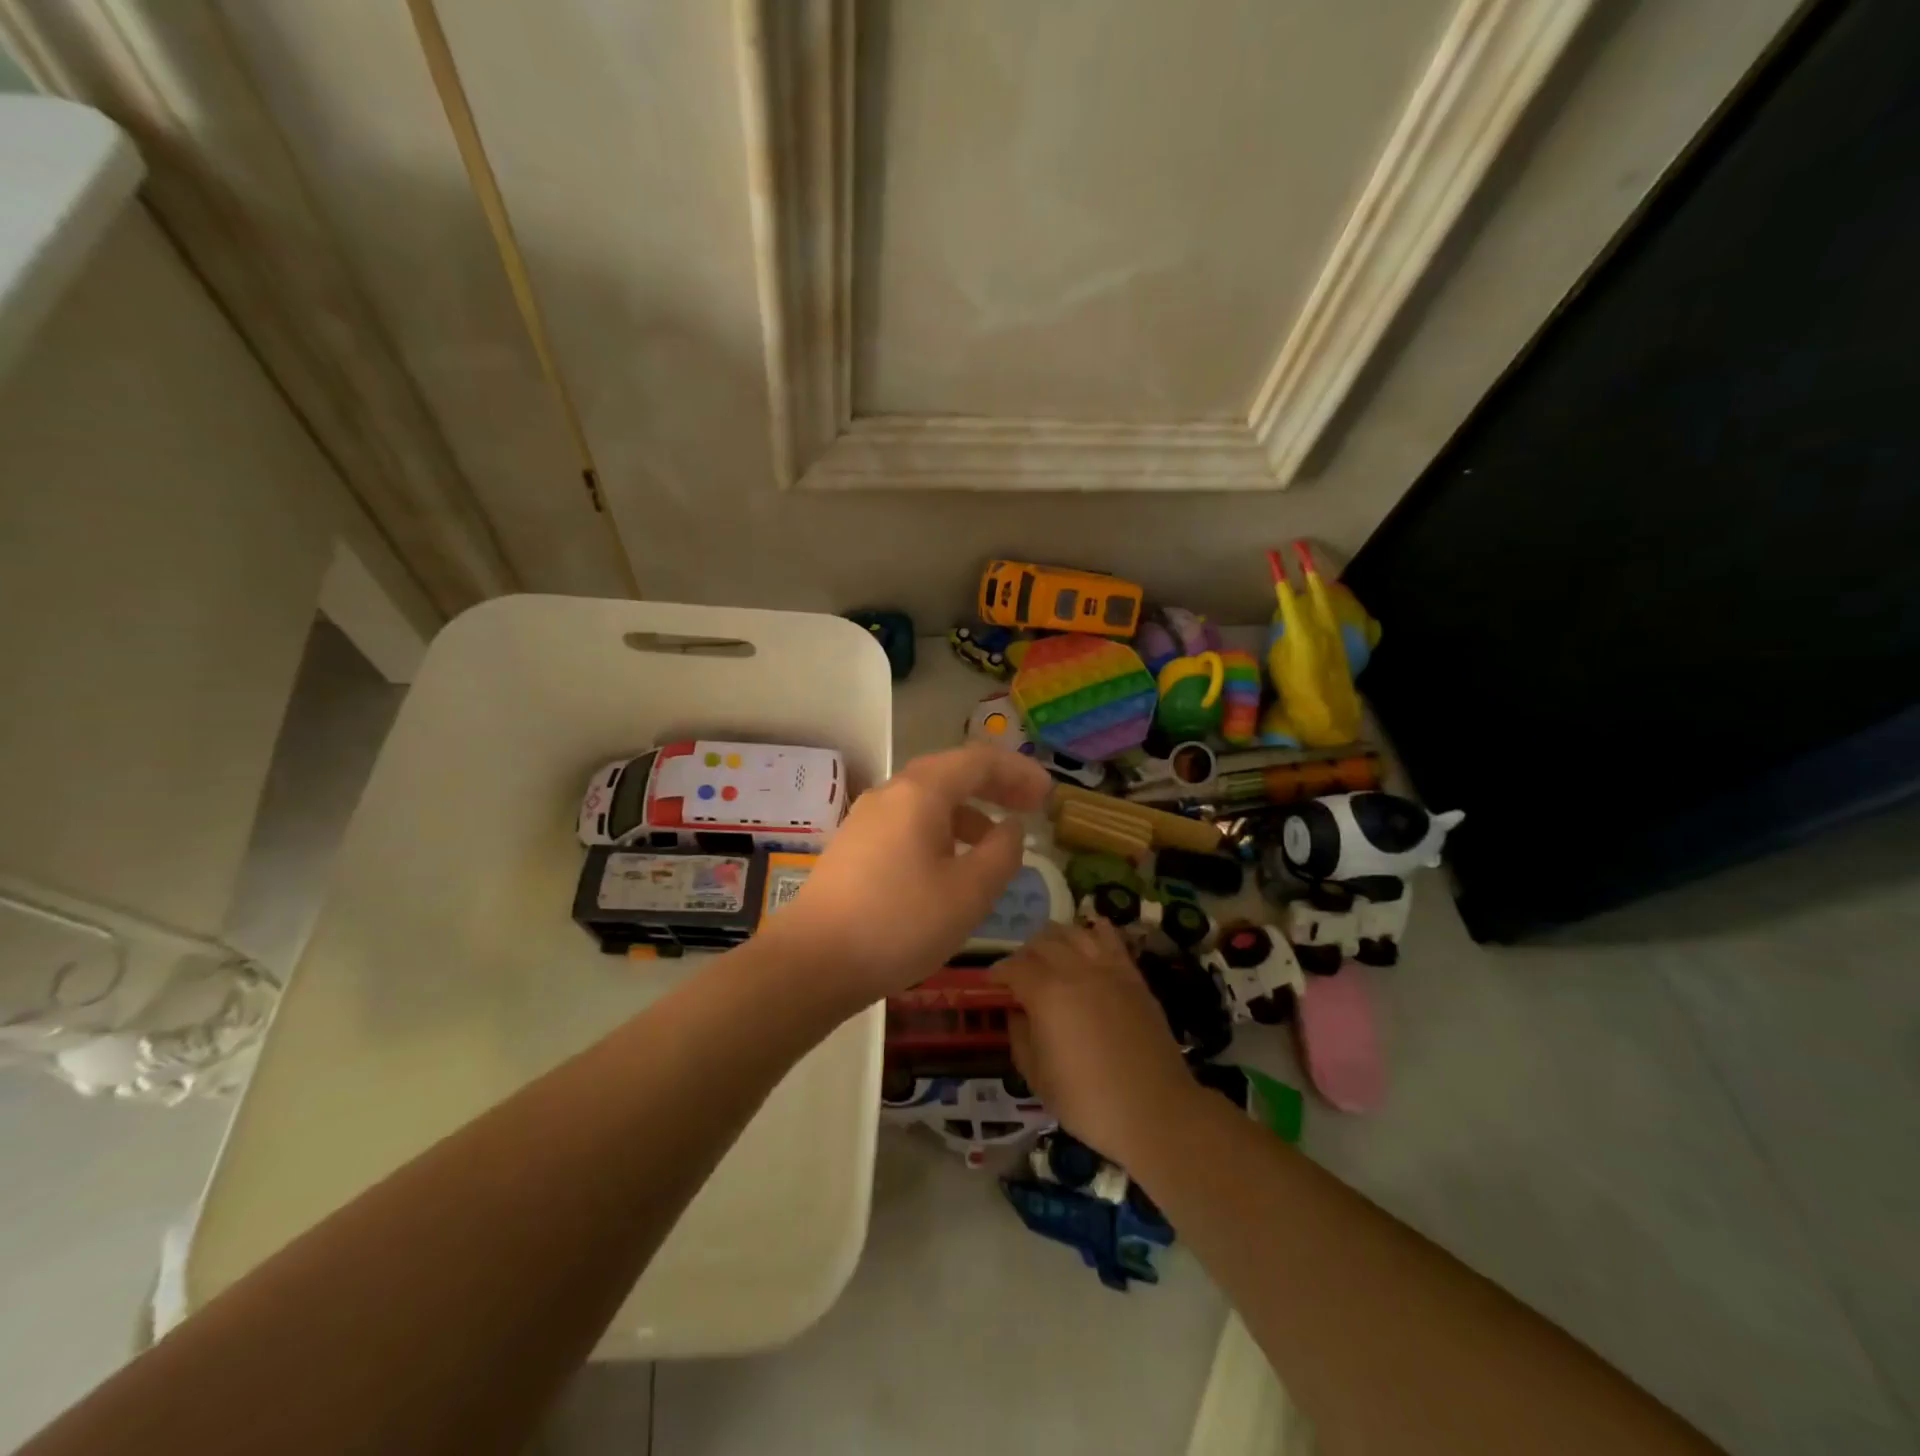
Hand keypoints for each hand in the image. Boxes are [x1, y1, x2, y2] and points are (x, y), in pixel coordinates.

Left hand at [766, 744, 1051, 1003]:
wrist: (812, 961)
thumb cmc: (900, 923)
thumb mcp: (968, 893)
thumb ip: (1001, 854)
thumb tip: (1010, 828)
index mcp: (921, 792)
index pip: (978, 761)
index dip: (1018, 773)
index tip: (1048, 795)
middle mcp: (891, 793)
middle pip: (951, 773)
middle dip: (994, 786)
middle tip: (1028, 807)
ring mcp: (866, 819)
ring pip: (928, 800)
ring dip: (967, 812)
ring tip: (994, 845)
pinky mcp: (854, 846)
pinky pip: (908, 823)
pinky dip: (940, 831)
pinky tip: (948, 867)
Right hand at [993, 920, 1204, 1166]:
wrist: (1155, 1110)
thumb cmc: (1089, 1101)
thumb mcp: (1038, 1078)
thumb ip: (1021, 1038)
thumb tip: (1017, 1014)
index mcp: (1047, 994)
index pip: (1014, 968)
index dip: (998, 972)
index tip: (991, 983)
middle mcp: (1075, 971)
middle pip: (1043, 943)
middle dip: (1024, 953)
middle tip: (1019, 972)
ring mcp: (1108, 970)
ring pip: (1075, 932)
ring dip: (1056, 937)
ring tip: (1050, 951)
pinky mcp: (1133, 976)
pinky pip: (1112, 939)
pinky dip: (1096, 929)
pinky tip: (1090, 930)